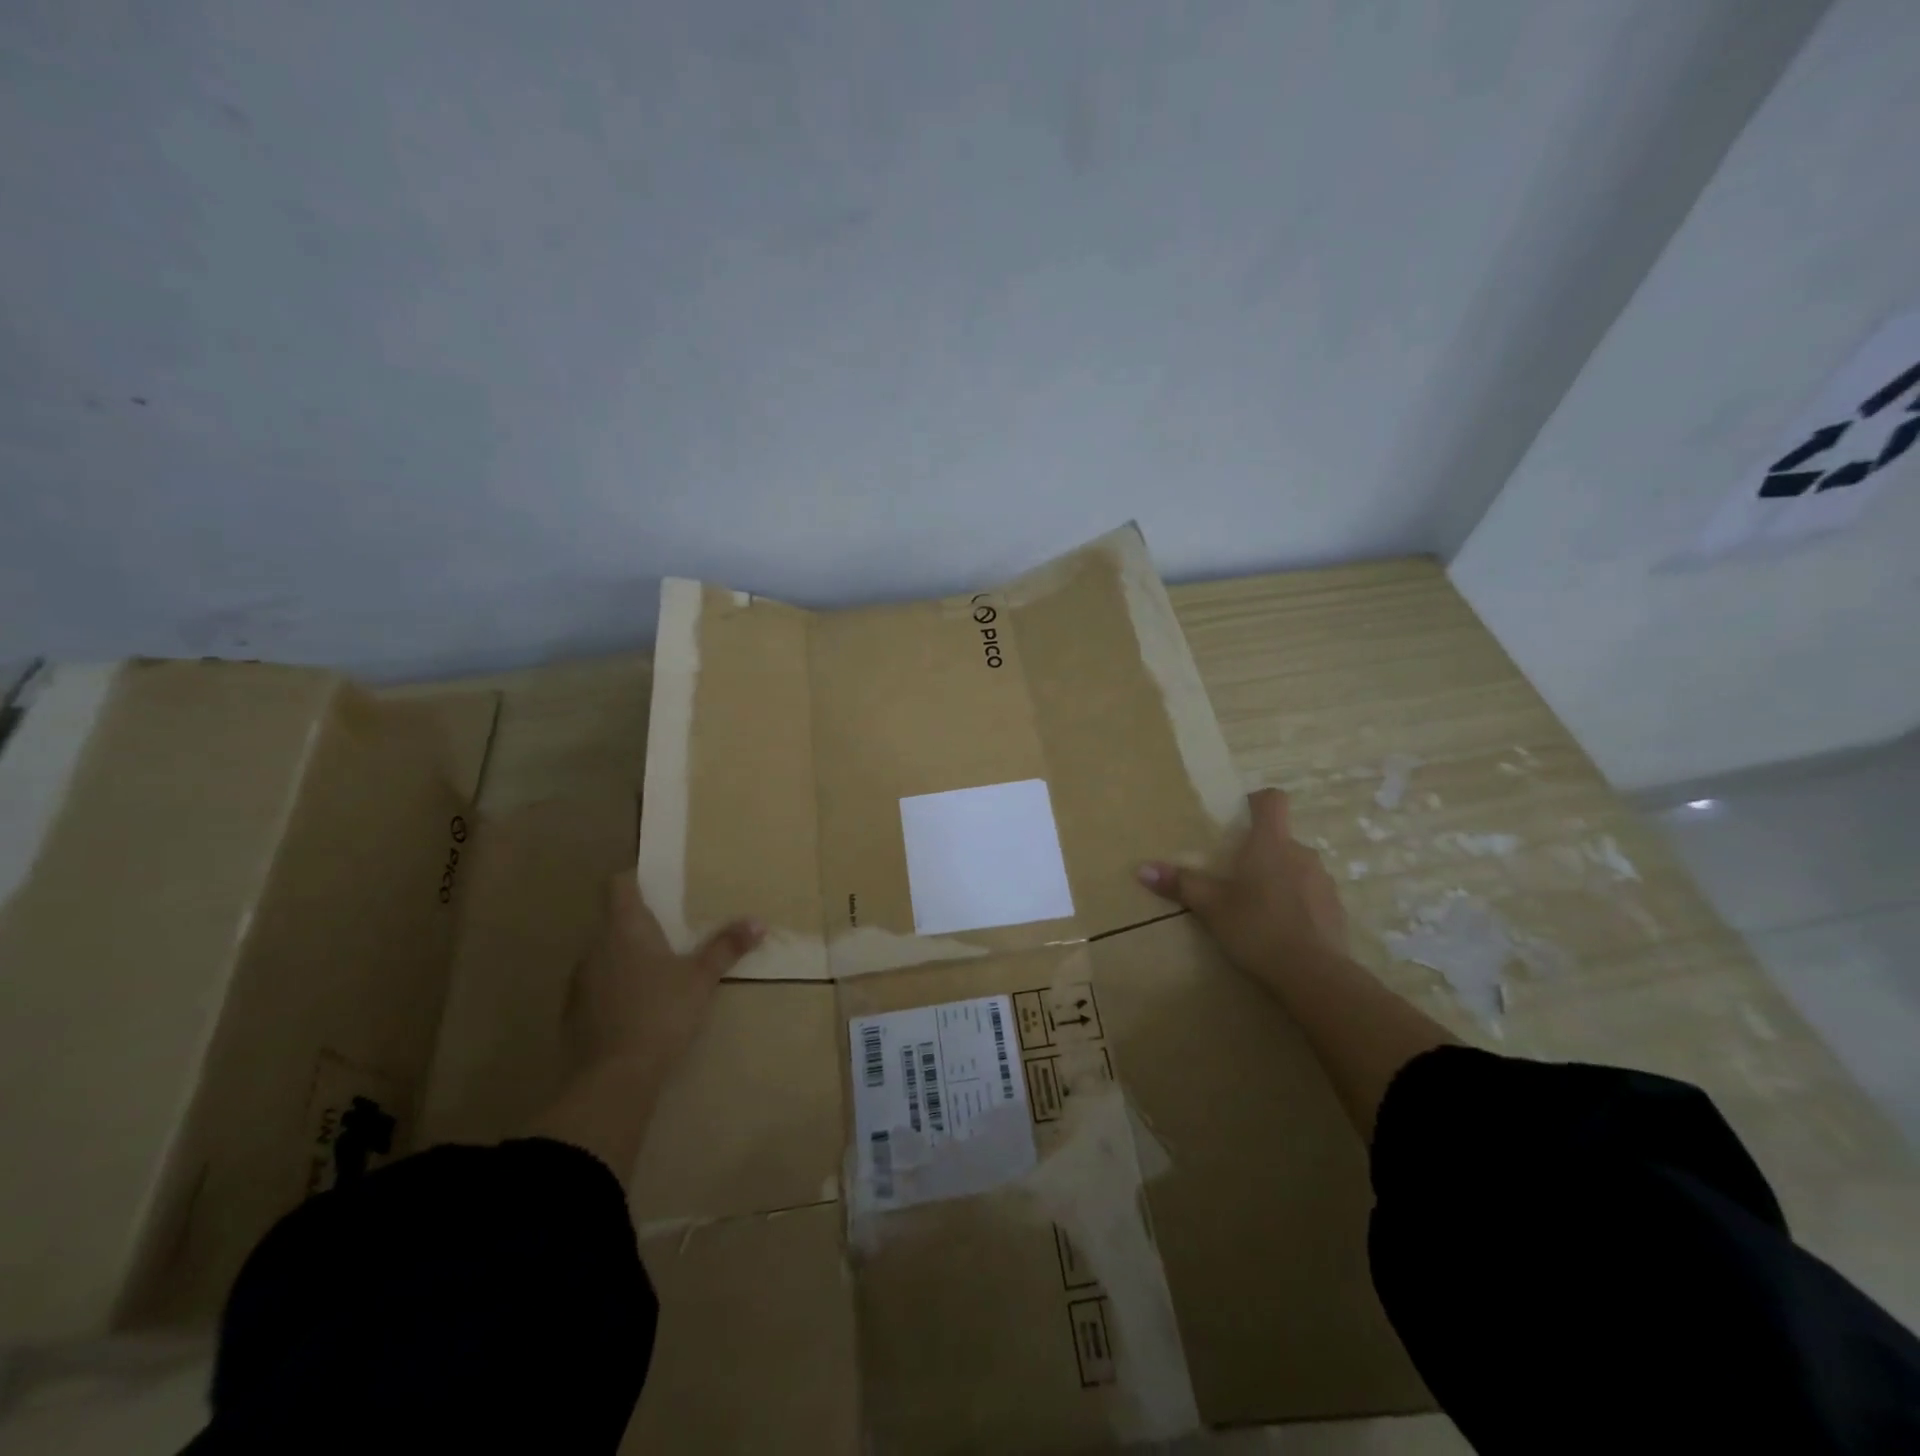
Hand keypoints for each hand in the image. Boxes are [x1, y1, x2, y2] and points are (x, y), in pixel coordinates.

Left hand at [567, 874, 764, 1078]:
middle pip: (614, 921)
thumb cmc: (661, 1013)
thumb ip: (726, 947)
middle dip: (641, 923)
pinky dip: (617, 988)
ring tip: (659, 970)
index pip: (618, 885)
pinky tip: (639, 1007)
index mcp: (624, 929)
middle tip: (674, 930)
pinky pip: (598, 986)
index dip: (635, 879)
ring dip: (628, 957)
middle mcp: (595, 947)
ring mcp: (580, 981)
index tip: (657, 883)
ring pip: (605, 955)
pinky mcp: (574, 1013)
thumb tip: (758, 922)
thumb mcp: (701, 978)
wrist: (612, 1079)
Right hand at [1139, 788, 1348, 984]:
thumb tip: (1141, 869)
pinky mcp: (1336, 909)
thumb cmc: (1256, 928)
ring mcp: (1323, 881)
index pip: (1273, 800)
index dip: (1258, 801)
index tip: (1242, 813)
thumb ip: (1180, 884)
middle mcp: (1302, 853)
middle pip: (1281, 838)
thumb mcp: (1211, 906)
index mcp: (1270, 844)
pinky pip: (1311, 894)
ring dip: (1280, 877)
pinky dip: (1297, 903)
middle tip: (1236, 876)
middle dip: (1261, 851)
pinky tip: (1282, 929)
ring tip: (1258, 906)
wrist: (1313, 974)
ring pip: (1297, 866)